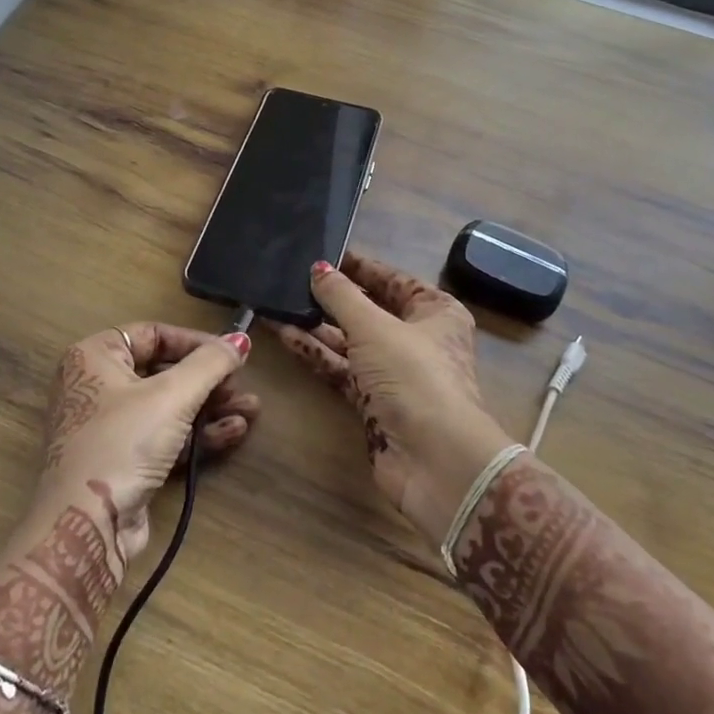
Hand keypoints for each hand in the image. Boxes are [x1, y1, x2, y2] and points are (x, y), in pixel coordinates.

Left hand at [32, 323, 255, 563]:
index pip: (152, 334)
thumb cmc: (124, 442)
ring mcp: (109, 426)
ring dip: (211, 408)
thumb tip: (241, 338)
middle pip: (163, 371)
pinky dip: (197, 433)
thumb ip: (210, 363)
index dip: (194, 342)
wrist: (87, 525)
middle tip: (242, 387)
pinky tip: (233, 433)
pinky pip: (165, 436)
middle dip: (209, 381)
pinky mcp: (123, 461)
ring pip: (168, 406)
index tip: (230, 354)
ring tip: (252, 411)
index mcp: (95, 356)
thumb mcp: (172, 395)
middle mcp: (97, 385)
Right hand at [270, 252, 510, 542]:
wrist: (435, 461)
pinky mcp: (375, 402)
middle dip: (332, 298)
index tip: (324, 253)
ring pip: (351, 341)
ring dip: (317, 325)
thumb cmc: (414, 376)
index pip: (393, 280)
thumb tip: (319, 267)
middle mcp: (418, 339)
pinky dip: (317, 353)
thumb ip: (342, 296)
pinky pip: (342, 369)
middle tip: (292, 278)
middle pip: (370, 310)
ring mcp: (395, 373)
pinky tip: (285, 335)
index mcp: (435, 312)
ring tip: (278, 305)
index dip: (359, 267)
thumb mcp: (375, 327)